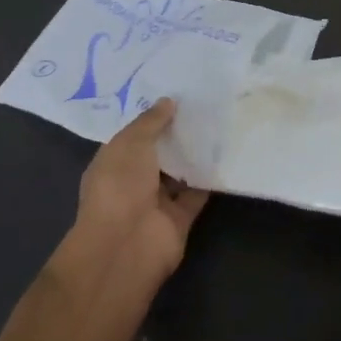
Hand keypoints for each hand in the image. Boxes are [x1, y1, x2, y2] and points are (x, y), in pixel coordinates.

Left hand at [69, 99, 209, 288]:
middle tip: (205, 103)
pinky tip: (226, 152)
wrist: (126, 246)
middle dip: (177, 132)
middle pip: (159, 153)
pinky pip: (197, 193)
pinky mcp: (179, 218)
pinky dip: (209, 178)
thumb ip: (151, 121)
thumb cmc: (119, 186)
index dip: (153, 118)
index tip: (177, 94)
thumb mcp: (131, 143)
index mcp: (113, 163)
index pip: (134, 136)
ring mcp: (156, 202)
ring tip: (219, 121)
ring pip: (179, 172)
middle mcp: (133, 182)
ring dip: (195, 153)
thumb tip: (169, 101)